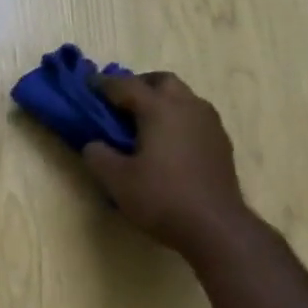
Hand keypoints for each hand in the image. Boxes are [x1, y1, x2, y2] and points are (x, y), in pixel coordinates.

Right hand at [81, 71, 251, 262]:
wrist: (215, 226)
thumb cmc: (162, 198)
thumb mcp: (116, 180)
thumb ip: (97, 156)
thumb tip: (94, 144)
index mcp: (159, 109)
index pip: (125, 85)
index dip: (103, 84)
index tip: (87, 86)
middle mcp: (188, 106)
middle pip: (161, 81)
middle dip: (138, 86)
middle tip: (119, 104)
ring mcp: (209, 123)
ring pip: (182, 97)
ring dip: (160, 102)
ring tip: (142, 125)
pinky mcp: (220, 142)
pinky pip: (194, 117)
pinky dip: (176, 120)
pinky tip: (166, 144)